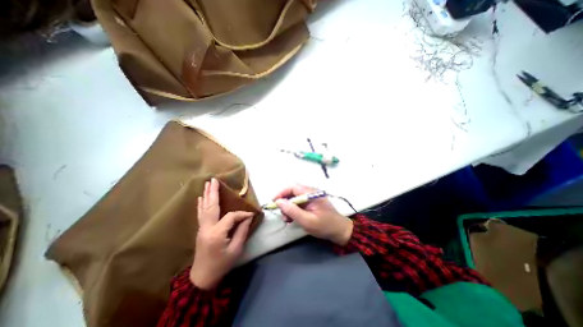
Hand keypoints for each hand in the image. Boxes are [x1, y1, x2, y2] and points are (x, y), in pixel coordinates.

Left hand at [192, 180, 255, 288]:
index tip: (251, 215)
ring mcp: (202, 228)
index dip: (242, 214)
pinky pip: (201, 214)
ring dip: (206, 195)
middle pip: (211, 206)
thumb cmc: (221, 264)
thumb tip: (248, 217)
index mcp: (217, 233)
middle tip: (214, 180)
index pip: (231, 217)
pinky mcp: (200, 230)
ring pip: (204, 208)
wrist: (202, 278)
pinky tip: (200, 198)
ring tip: (207, 184)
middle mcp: (207, 228)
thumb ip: (242, 231)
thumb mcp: (236, 249)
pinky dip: (201, 204)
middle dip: (213, 192)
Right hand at [272, 185, 349, 244]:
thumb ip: (292, 211)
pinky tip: (292, 218)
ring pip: (294, 198)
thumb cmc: (324, 226)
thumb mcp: (307, 221)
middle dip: (284, 202)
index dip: (281, 192)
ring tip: (287, 219)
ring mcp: (310, 197)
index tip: (273, 202)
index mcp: (311, 193)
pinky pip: (298, 203)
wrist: (339, 230)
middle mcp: (310, 192)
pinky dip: (293, 210)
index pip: (292, 187)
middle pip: (292, 192)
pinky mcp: (310, 202)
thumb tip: (278, 202)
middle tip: (281, 214)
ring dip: (288, 207)